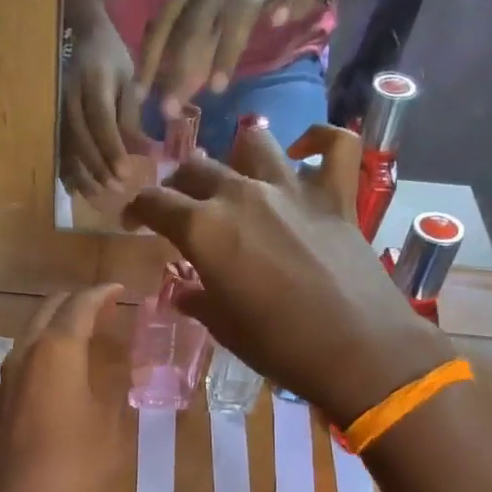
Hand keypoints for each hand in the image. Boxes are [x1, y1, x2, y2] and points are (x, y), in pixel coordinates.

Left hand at [0, 285, 128, 491]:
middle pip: (49, 309)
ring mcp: (7, 377)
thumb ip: (117, 386)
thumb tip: (126, 365)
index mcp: (56, 350)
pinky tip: (62, 370)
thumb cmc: (75, 464)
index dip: (102, 293)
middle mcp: (26, 353)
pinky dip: (46, 350)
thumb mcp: (110, 424)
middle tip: (105, 308)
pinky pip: (24, 358)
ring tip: (87, 335)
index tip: (119, 289)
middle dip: (77, 302)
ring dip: (58, 325)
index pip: (80, 305)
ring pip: (32, 332)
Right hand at [61, 21, 147, 197]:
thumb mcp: (129, 84)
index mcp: (93, 83)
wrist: (86, 40)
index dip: (112, 150)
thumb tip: (147, 155)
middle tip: (117, 188)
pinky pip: (58, 150)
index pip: (101, 122)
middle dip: (99, 168)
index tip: (126, 173)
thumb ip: (133, 119)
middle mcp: (70, 98)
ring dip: (82, 175)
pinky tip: (77, 190)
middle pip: (81, 140)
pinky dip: (67, 172)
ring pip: (66, 148)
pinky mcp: (53, 122)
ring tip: (100, 194)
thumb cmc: (113, 62)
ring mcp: (57, 111)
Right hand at [125, 124, 451, 423]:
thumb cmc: (279, 346)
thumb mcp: (224, 327)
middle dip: (179, 185)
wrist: (357, 350)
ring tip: (237, 178)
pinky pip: (336, 145)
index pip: (155, 202)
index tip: (134, 222)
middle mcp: (241, 195)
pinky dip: (320, 141)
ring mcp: (291, 189)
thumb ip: (198, 299)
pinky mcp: (336, 196)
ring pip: (253, 143)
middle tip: (181, 208)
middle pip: (196, 168)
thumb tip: (183, 292)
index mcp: (204, 229)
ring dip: (237, 156)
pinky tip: (305, 152)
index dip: (137, 209)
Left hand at [137, 0, 336, 116]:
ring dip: (227, 48)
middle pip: (197, 19)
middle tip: (171, 108)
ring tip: (217, 87)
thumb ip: (193, 43)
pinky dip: (290, 0)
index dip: (151, 57)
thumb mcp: (212, 8)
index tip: (140, 97)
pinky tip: (281, 21)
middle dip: (181, 65)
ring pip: (241, 8)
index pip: (166, 20)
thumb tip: (169, 87)